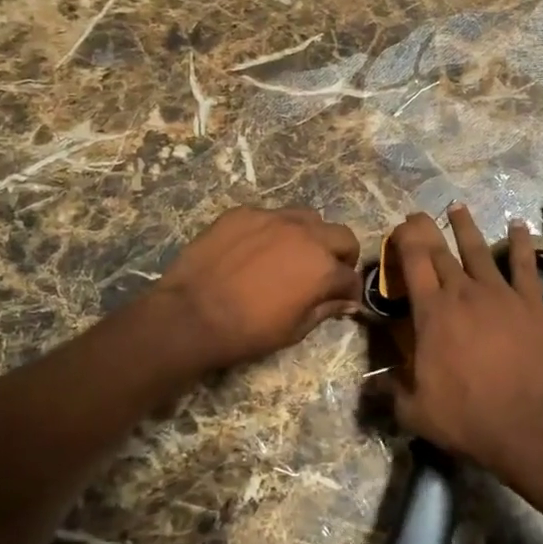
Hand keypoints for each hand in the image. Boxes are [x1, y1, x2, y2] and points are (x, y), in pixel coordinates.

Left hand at [154, 207, 362, 370]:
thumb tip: (348, 302)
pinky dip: (273, 231)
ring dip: (310, 235)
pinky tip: (256, 249)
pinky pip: (270, 216)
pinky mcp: (244, 212)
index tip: (343, 299)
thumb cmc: (247, 331)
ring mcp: (273, 218)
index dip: (350, 291)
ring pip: (307, 217)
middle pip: (341, 236)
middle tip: (327, 272)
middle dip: (342, 255)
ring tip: (294, 254)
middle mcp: (306, 234)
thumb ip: (325, 309)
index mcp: (323, 267)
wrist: (191, 314)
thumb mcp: (294, 330)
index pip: (351, 276)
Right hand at [388, 205, 542, 477]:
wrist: (530, 426)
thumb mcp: (415, 411)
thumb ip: (390, 391)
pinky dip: (521, 242)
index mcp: (431, 313)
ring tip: (457, 207)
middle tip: (419, 216)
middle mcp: (463, 293)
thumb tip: (371, 381)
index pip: (413, 263)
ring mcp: (500, 294)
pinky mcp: (531, 303)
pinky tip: (519, 225)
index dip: (404, 240)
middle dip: (426, 230)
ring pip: (479, 250)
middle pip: (441, 252)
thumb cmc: (467, 418)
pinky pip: (525, 264)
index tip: (399, 227)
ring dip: (466, 227)